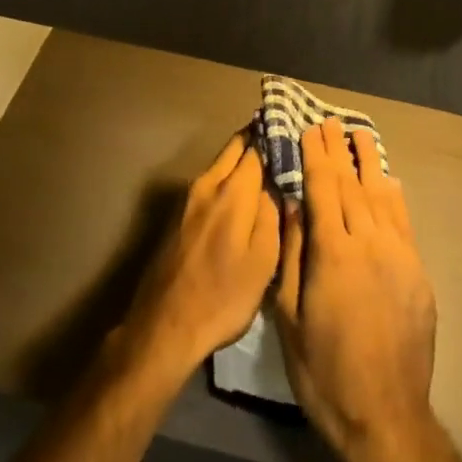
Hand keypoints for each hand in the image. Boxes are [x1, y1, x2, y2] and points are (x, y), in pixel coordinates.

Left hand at [123, 130, 281, 380]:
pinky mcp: (179, 215)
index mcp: (233, 190)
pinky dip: (228, 176)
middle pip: (236, 147)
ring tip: (269, 165)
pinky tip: (243, 193)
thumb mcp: (263, 261)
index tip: (298, 134)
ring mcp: (190, 198)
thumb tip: (276, 184)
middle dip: (258, 138)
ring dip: (242, 157)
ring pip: (221, 163)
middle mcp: (209, 183)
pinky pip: (211, 181)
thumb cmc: (222, 297)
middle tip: (285, 142)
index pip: (259, 146)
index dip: (278, 137)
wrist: (164, 327)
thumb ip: (273, 214)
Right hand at [273, 118, 437, 461]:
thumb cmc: (324, 371)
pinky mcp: (417, 270)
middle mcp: (368, 242)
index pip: (322, 189)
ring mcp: (398, 254)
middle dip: (339, 151)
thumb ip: (291, 255)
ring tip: (360, 134)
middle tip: (330, 121)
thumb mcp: (289, 318)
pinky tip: (388, 179)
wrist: (385, 415)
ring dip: (369, 162)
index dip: (315, 156)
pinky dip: (393, 194)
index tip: (309, 128)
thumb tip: (292, 204)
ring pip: (381, 195)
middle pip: (351, 184)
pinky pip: (403, 220)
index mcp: (333, 252)